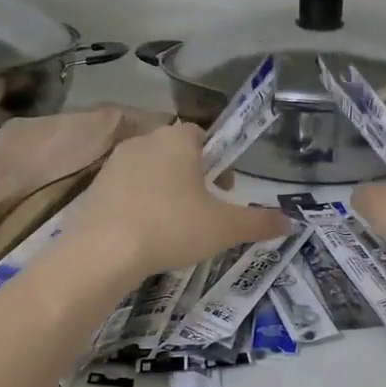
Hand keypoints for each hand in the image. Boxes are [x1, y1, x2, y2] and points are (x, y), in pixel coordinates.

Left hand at [63, 122, 288, 280]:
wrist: (104, 251)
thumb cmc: (172, 227)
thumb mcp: (224, 228)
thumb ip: (259, 222)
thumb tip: (291, 222)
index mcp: (178, 140)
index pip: (202, 135)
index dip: (217, 160)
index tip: (224, 189)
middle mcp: (144, 141)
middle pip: (175, 152)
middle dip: (191, 175)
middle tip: (203, 209)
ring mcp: (115, 163)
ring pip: (149, 170)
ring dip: (164, 189)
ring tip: (173, 224)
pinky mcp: (95, 187)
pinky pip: (125, 189)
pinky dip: (138, 204)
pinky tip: (144, 232)